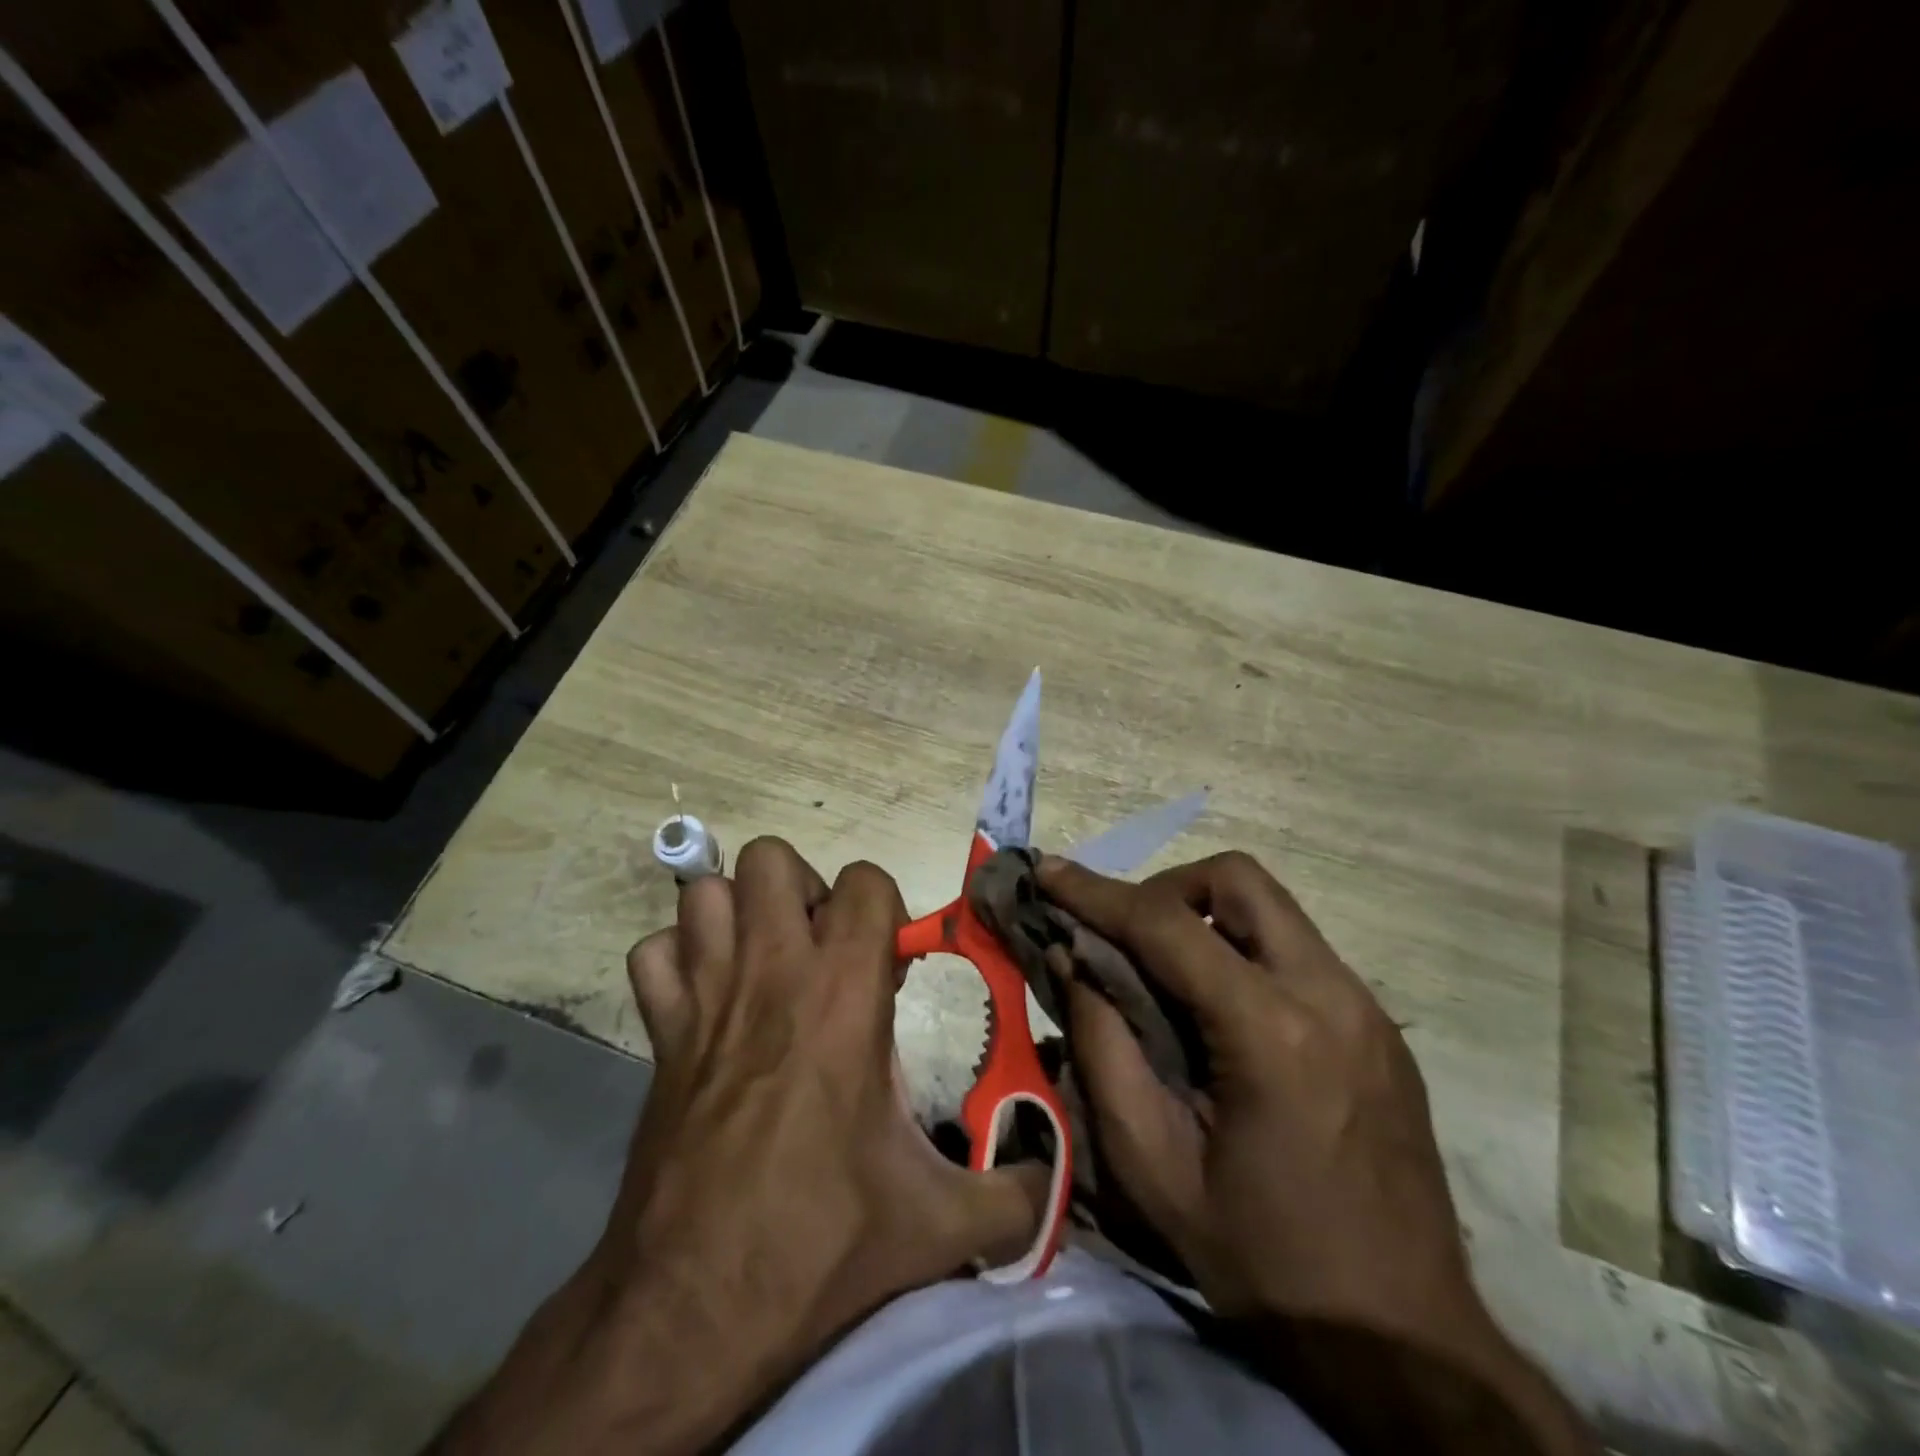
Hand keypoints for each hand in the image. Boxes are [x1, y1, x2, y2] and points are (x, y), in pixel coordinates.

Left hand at [438, 838, 1044, 1455]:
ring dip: (738, 914)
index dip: (885, 909)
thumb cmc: (820, 1243)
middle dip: (803, 890)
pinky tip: (706, 1003)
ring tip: (766, 965)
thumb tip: (1059, 1182)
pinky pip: (654, 956)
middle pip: (771, 858)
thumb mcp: (938, 1224)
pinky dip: (677, 961)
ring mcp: (704, 996)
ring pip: (706, 893)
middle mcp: (771, 972)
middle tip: (823, 951)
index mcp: (843, 993)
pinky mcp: (658, 1034)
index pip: (865, 880)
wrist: (690, 1313)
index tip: (889, 966)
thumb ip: (1017, 1196)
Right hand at [1038, 851, 1592, 1454]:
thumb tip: (1073, 962)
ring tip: (1163, 970)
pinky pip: (1296, 951)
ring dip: (1205, 916)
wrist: (1406, 1340)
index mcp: (1272, 1034)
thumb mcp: (1153, 1168)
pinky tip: (1218, 1011)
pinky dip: (1241, 951)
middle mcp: (1330, 996)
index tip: (1048, 872)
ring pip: (1272, 908)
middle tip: (1124, 935)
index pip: (1168, 926)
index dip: (1096, 893)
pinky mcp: (1380, 1027)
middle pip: (1238, 880)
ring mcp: (1366, 1007)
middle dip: (1166, 888)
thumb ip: (1103, 1050)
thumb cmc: (1264, 1262)